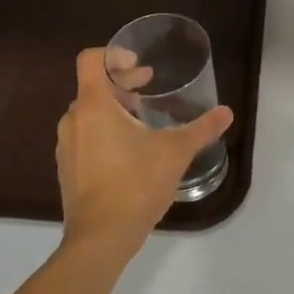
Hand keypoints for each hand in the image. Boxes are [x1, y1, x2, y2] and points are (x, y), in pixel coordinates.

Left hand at [56, 48, 233, 255]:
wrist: (101, 238)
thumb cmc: (136, 184)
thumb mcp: (175, 153)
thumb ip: (201, 129)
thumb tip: (226, 112)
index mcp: (94, 106)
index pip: (91, 60)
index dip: (114, 55)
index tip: (140, 66)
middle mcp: (73, 120)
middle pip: (92, 86)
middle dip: (121, 84)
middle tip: (147, 90)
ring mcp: (66, 146)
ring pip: (88, 113)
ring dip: (113, 109)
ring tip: (141, 122)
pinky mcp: (67, 169)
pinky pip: (84, 136)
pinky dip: (104, 132)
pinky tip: (129, 153)